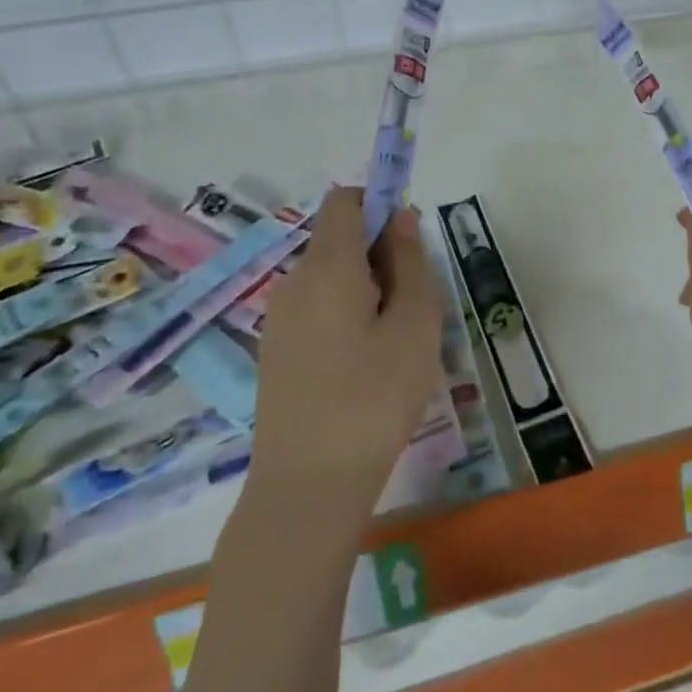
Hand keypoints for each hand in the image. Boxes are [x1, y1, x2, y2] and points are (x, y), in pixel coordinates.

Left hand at [250, 188, 443, 515]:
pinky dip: (346, 315)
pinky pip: (317, 309)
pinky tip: (366, 366)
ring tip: (396, 343)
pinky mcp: (275, 352)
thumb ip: (410, 261)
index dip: (380, 203)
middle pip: (339, 240)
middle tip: (415, 306)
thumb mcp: (415, 325)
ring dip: (368, 289)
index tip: (410, 240)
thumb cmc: (374, 399)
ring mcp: (278, 320)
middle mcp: (294, 283)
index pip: (345, 201)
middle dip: (381, 255)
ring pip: (331, 278)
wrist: (306, 489)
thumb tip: (401, 217)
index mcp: (327, 267)